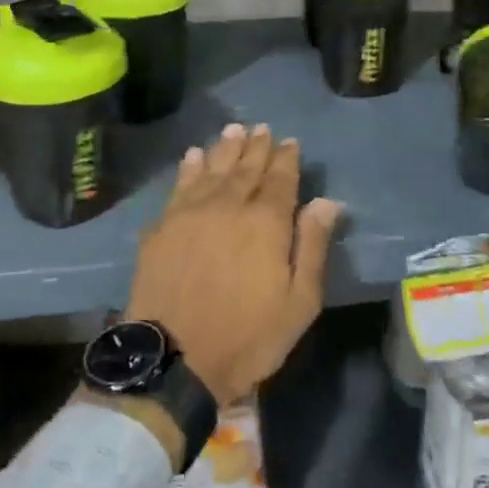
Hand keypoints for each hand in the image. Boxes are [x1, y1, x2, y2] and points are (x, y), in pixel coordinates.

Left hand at [125, 123, 343, 406]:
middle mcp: (229, 206)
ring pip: (212, 170)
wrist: (173, 359)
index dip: (286, 158)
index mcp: (267, 222)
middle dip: (256, 146)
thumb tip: (327, 201)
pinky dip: (188, 168)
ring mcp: (191, 213)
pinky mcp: (162, 227)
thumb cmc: (247, 337)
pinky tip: (193, 156)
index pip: (280, 179)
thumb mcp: (299, 302)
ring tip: (233, 130)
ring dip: (224, 148)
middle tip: (262, 128)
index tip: (290, 141)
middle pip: (246, 168)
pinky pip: (179, 186)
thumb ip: (312, 246)